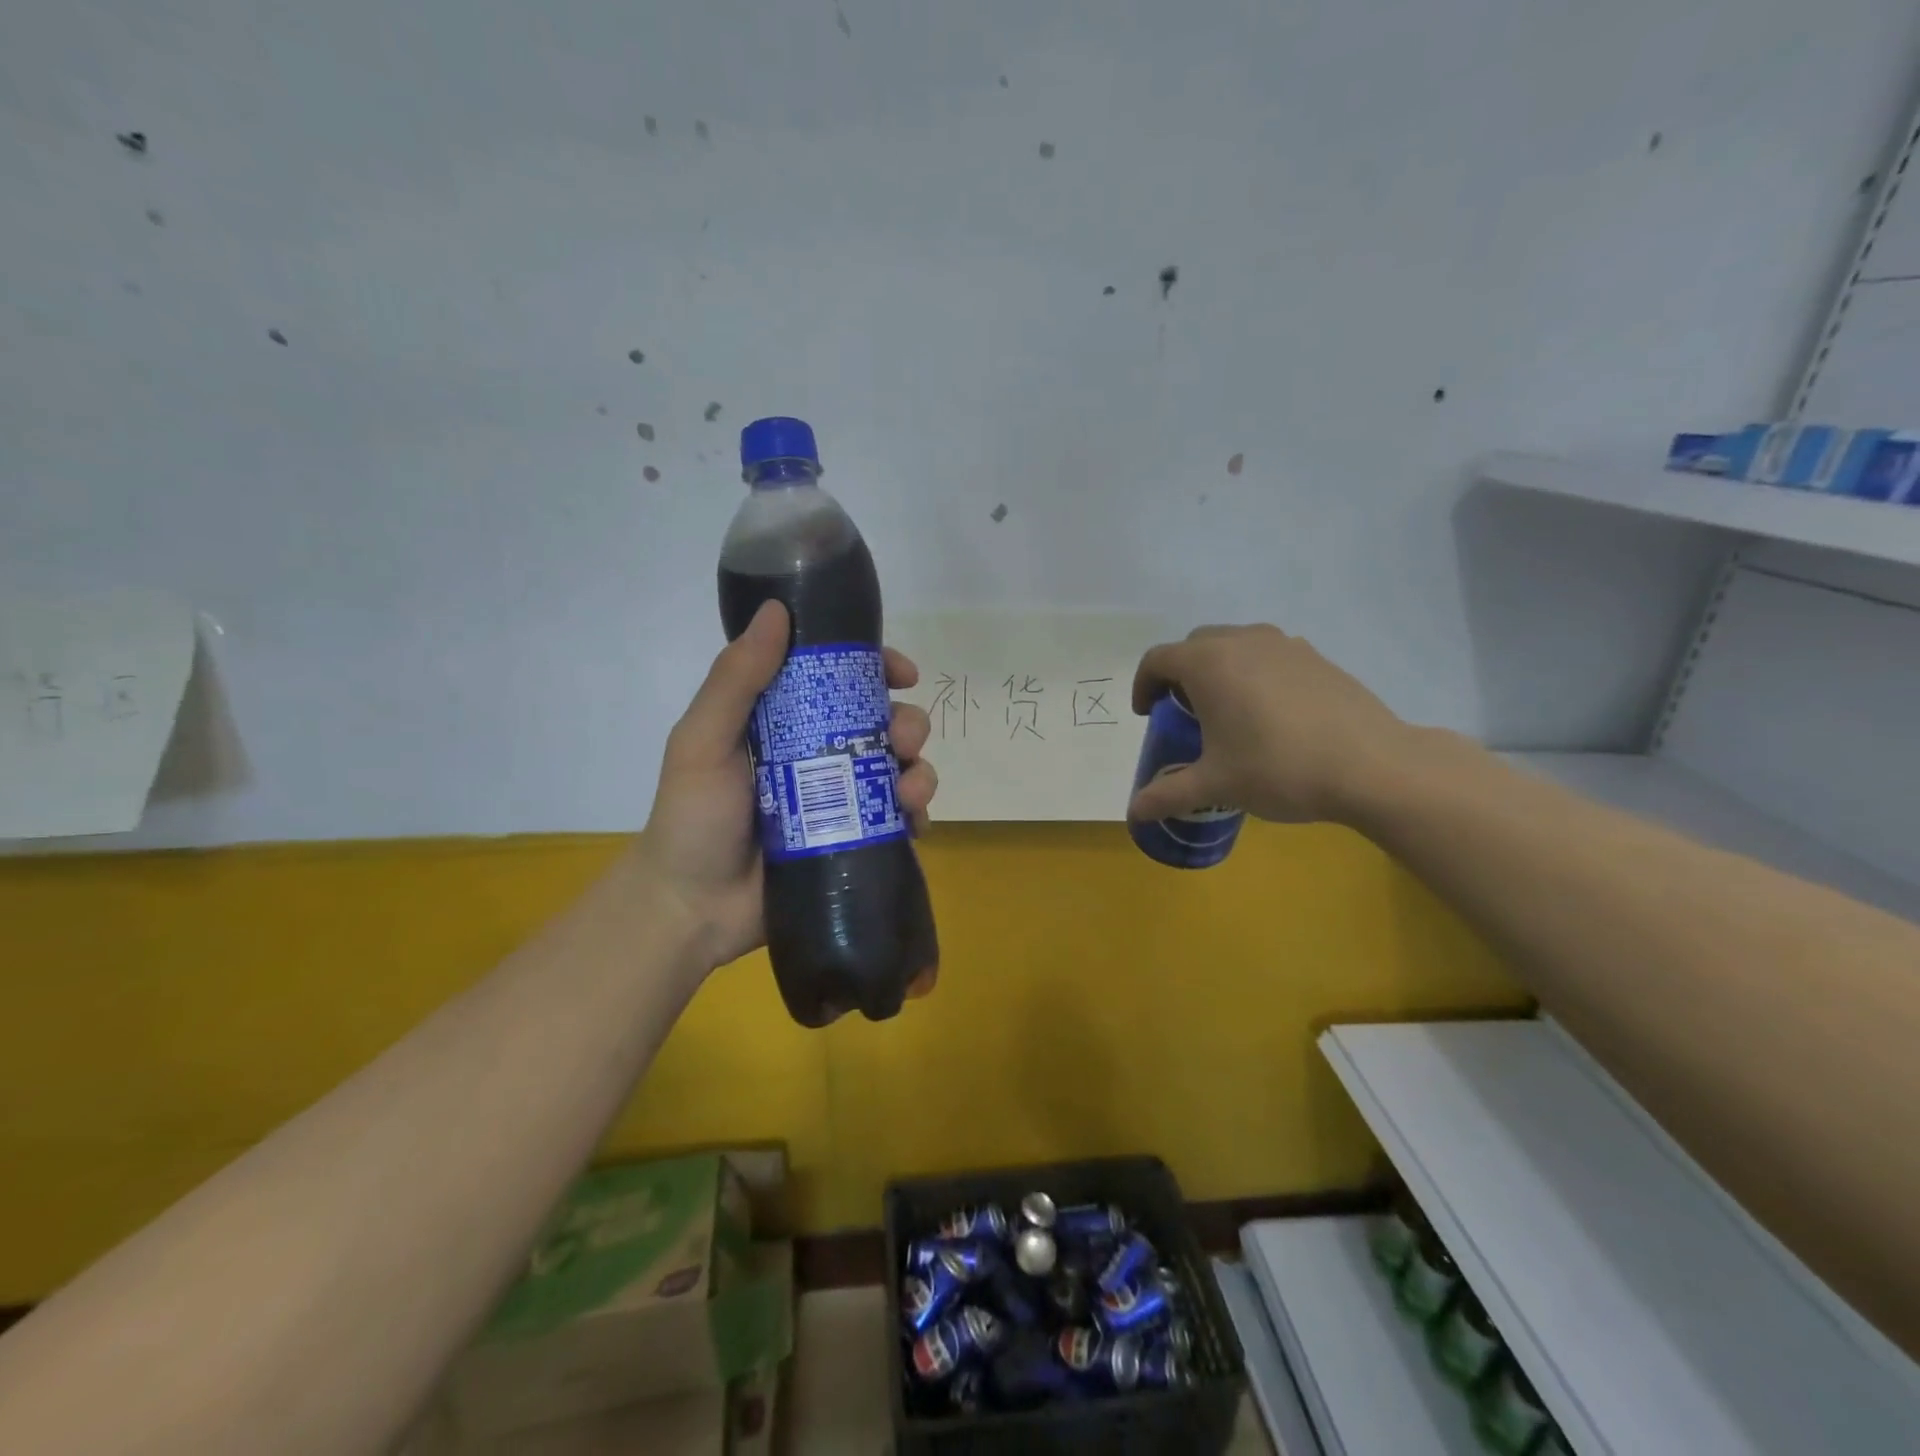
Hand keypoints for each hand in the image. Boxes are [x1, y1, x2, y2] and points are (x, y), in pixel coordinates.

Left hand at [637, 601, 938, 974]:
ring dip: (919, 769)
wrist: (692, 910)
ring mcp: (841, 801)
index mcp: (786, 723)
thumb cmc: (692, 819)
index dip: (878, 669)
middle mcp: (820, 755)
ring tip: (909, 790)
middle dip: (907, 724)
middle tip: (903, 741)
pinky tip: (915, 823)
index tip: (903, 673)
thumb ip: (735, 680)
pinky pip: (901, 820)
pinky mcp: (855, 841)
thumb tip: (778, 610)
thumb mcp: (702, 742)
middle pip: (883, 724)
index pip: (841, 681)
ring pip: (900, 769)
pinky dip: (917, 815)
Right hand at [1126, 623, 1409, 824]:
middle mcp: (1242, 641)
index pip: (1157, 660)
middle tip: (1184, 713)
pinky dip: (1255, 673)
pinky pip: (1269, 655)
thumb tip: (1134, 813)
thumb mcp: (1215, 785)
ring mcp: (1284, 644)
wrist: (1371, 766)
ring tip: (1228, 711)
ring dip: (1219, 669)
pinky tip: (1271, 714)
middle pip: (1194, 645)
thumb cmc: (1277, 768)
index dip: (1144, 686)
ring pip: (1234, 644)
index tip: (1148, 715)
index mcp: (1208, 664)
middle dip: (1180, 674)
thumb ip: (1168, 795)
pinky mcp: (1316, 657)